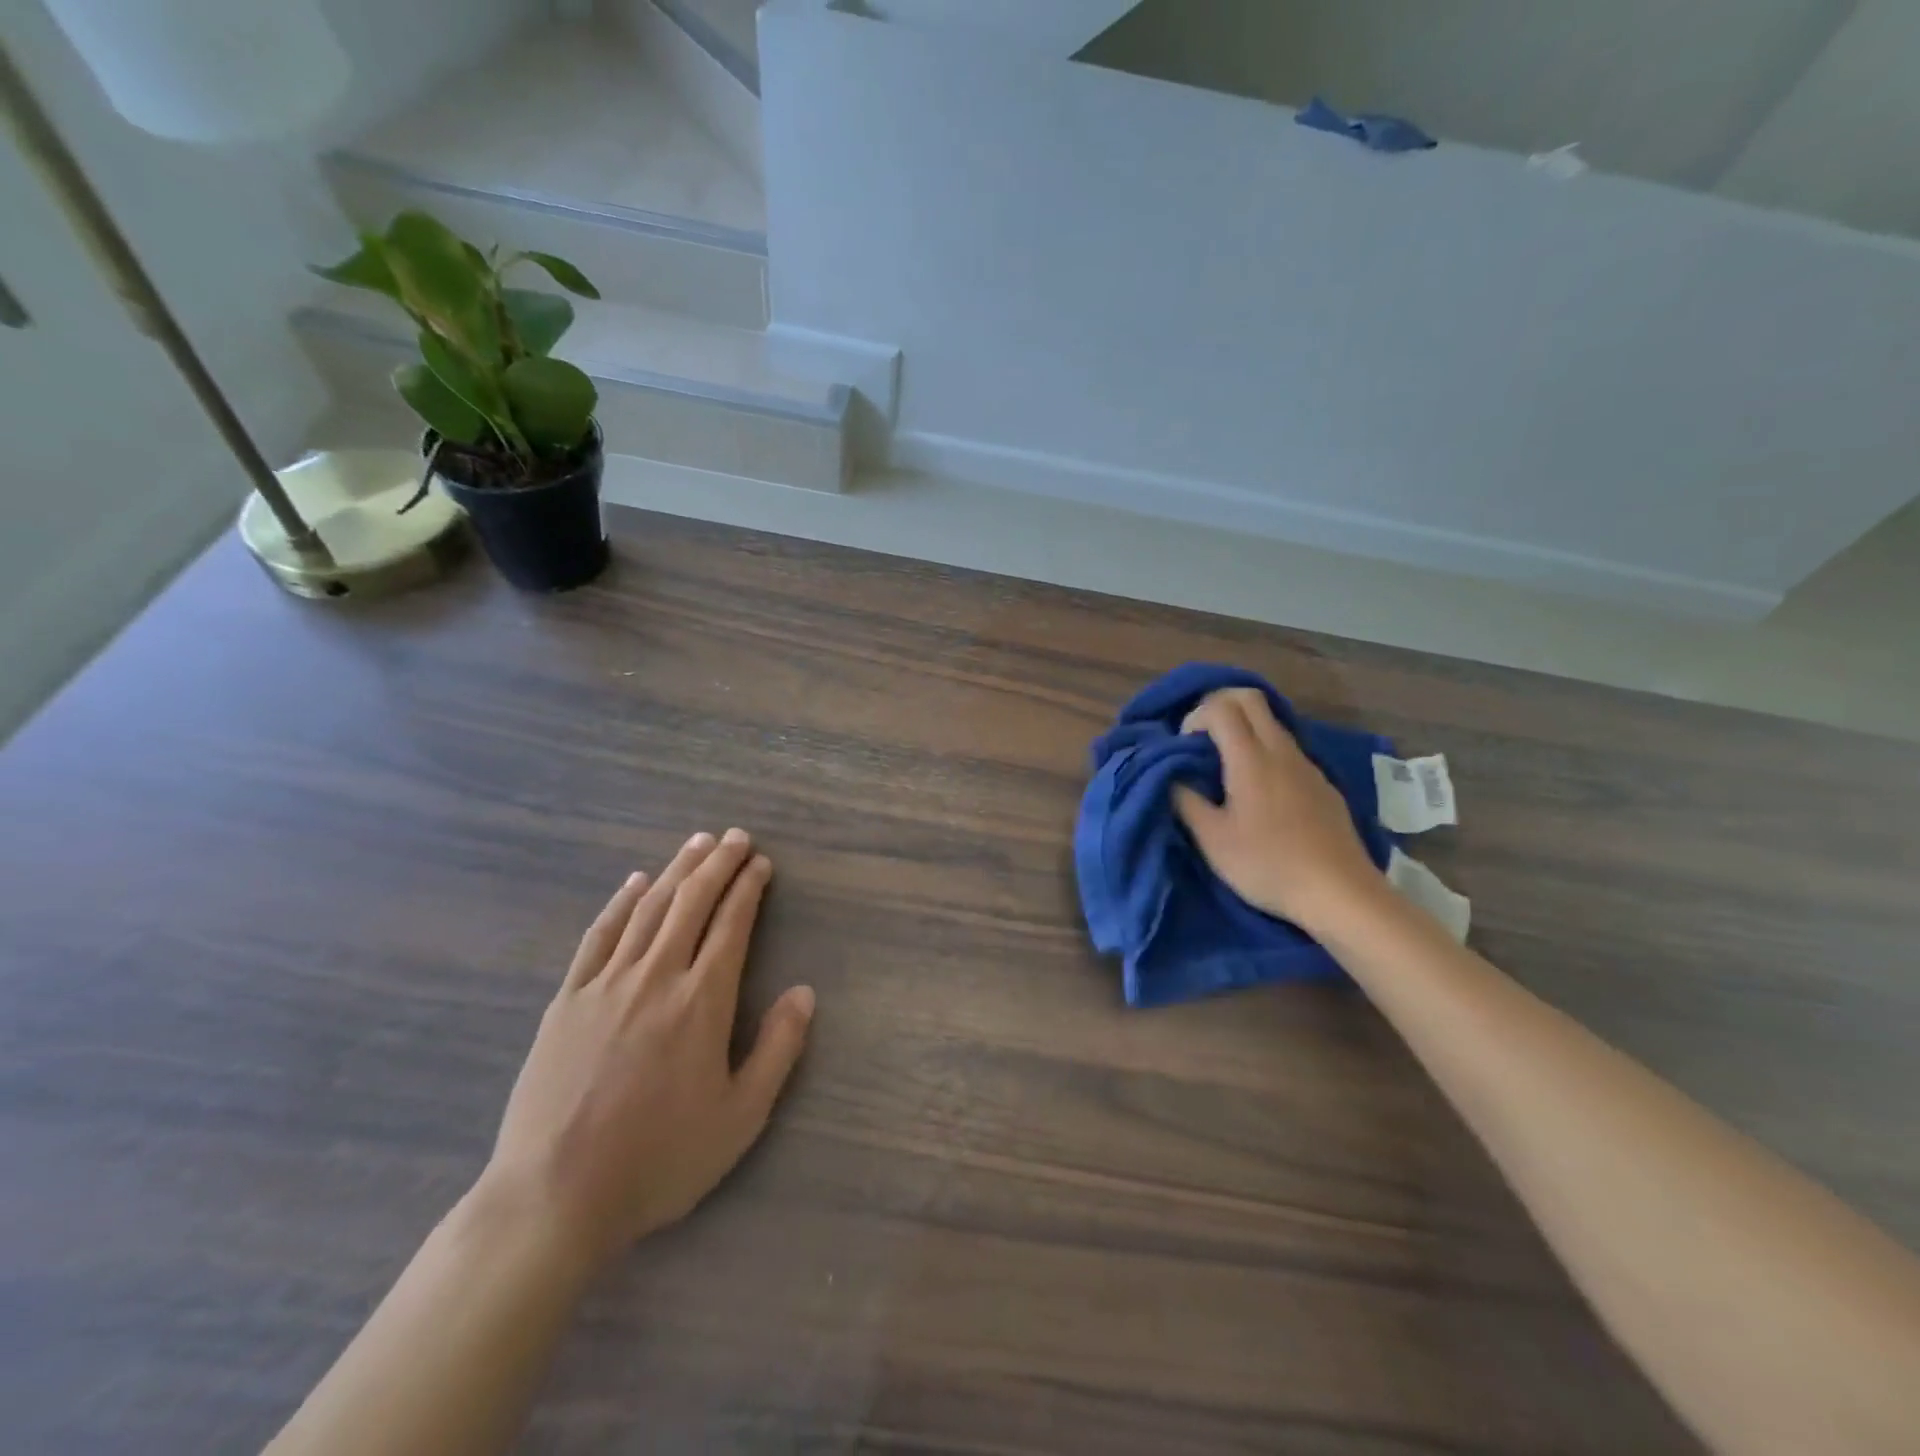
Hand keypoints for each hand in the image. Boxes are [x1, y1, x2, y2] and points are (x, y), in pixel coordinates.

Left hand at [479, 829, 814, 1269]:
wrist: (553, 1198)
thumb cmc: (659, 1159)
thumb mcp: (739, 1117)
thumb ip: (777, 1049)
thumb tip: (804, 992)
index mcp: (702, 1002)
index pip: (732, 925)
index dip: (748, 888)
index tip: (761, 863)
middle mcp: (656, 977)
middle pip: (692, 903)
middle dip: (718, 864)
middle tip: (736, 837)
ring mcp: (606, 984)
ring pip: (648, 909)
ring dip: (677, 870)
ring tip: (697, 843)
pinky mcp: (567, 1000)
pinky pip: (599, 936)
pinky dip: (620, 903)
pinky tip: (635, 882)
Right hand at [1173, 688, 1383, 934]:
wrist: (1340, 893)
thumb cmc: (1268, 865)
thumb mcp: (1212, 840)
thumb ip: (1185, 801)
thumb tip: (1172, 777)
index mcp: (1251, 758)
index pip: (1221, 706)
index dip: (1195, 716)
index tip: (1183, 746)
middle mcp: (1281, 751)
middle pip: (1250, 699)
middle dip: (1219, 706)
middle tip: (1200, 739)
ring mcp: (1308, 766)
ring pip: (1272, 723)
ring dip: (1243, 729)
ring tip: (1225, 767)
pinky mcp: (1323, 784)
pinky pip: (1288, 749)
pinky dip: (1265, 751)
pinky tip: (1259, 793)